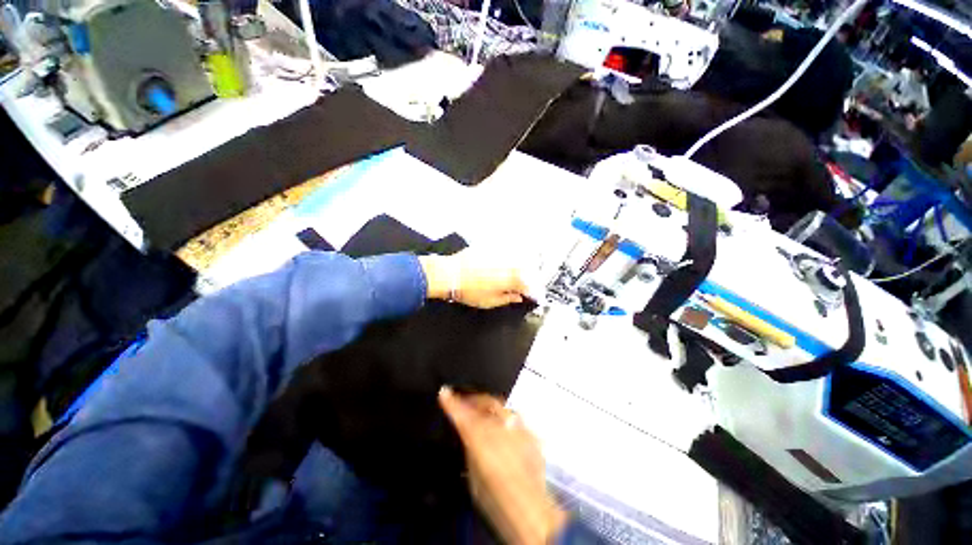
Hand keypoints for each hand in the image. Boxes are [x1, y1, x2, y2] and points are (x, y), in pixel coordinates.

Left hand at [420, 250, 527, 308]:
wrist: (450, 274)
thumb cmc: (469, 291)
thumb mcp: (490, 302)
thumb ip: (508, 299)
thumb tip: (518, 297)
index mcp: (512, 279)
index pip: (530, 285)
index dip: (533, 292)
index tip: (532, 296)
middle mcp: (510, 263)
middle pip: (528, 269)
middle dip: (531, 278)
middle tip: (526, 286)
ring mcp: (501, 253)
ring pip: (519, 258)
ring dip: (523, 267)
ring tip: (518, 275)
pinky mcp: (492, 246)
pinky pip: (507, 250)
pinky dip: (510, 257)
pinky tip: (505, 264)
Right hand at [438, 387, 567, 544]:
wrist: (531, 510)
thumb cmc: (495, 500)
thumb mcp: (474, 476)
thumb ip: (472, 450)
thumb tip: (470, 439)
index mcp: (480, 437)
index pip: (462, 413)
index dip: (451, 401)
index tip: (445, 392)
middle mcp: (499, 425)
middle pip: (485, 402)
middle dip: (474, 399)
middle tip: (465, 402)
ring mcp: (518, 427)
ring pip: (501, 407)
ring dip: (490, 407)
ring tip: (484, 412)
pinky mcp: (530, 433)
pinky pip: (515, 420)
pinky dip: (506, 421)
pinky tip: (505, 430)